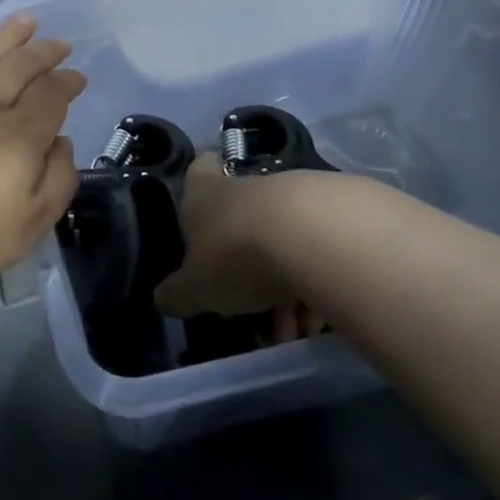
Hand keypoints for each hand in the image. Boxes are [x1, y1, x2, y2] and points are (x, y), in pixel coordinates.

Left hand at [0, 14, 83, 290]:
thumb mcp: (27, 226)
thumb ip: (55, 182)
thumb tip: (61, 144)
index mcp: (20, 135)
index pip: (50, 96)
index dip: (66, 83)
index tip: (78, 75)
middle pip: (19, 67)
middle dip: (42, 52)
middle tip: (58, 42)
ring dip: (6, 37)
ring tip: (22, 21)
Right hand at [155, 156, 324, 323]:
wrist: (315, 237)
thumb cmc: (237, 255)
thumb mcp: (196, 287)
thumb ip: (178, 293)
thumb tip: (162, 298)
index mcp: (205, 194)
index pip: (199, 169)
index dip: (200, 181)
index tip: (205, 211)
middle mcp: (246, 188)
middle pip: (242, 221)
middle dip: (249, 270)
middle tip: (258, 315)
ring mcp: (293, 197)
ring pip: (283, 242)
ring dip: (287, 287)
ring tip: (298, 330)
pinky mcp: (336, 213)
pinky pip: (320, 253)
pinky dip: (319, 283)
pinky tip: (324, 318)